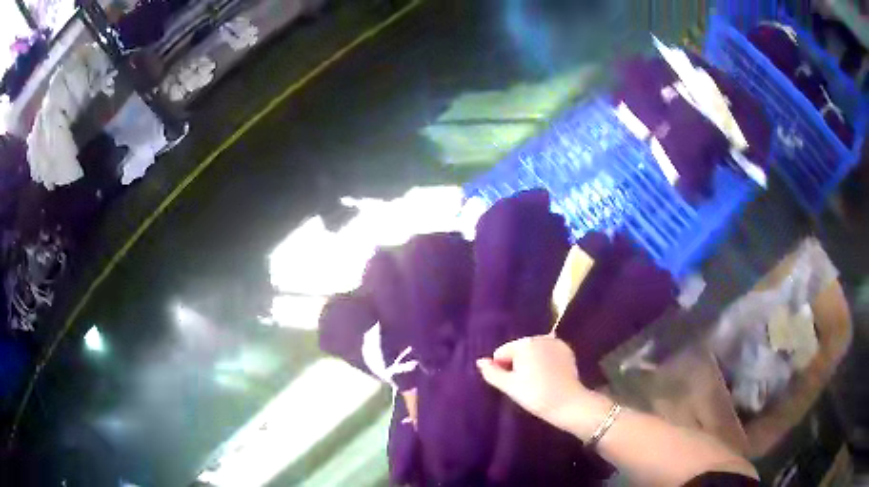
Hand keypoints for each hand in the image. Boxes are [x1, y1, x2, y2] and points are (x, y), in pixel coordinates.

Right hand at [477, 335, 591, 429]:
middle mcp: (540, 337)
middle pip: (518, 350)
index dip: (503, 369)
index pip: (501, 353)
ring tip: (537, 381)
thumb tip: (480, 361)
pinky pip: (548, 353)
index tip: (513, 384)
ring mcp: (556, 342)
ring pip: (533, 351)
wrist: (567, 402)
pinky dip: (545, 361)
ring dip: (531, 362)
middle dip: (518, 364)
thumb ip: (492, 372)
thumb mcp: (509, 386)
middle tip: (525, 384)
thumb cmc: (534, 394)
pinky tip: (549, 376)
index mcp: (524, 344)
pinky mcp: (567, 350)